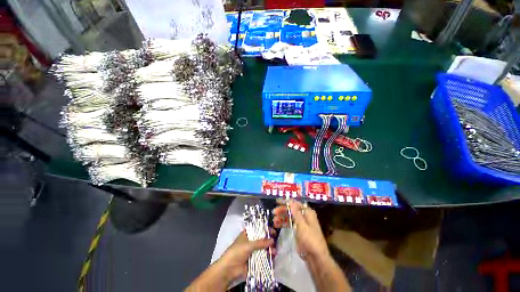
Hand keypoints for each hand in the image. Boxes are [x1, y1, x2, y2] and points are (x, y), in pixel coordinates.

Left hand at [217, 230, 275, 282]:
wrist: (229, 269)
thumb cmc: (237, 252)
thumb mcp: (249, 244)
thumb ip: (261, 242)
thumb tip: (272, 240)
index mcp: (247, 234)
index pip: (258, 229)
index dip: (265, 229)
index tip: (273, 230)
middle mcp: (250, 242)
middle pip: (261, 239)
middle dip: (268, 241)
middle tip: (275, 242)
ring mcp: (252, 252)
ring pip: (263, 249)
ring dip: (269, 250)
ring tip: (274, 252)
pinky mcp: (254, 261)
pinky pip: (262, 259)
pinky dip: (268, 258)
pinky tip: (273, 258)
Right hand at [273, 200, 328, 259]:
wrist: (316, 257)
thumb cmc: (310, 239)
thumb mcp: (302, 225)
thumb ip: (296, 212)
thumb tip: (291, 201)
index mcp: (307, 212)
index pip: (295, 204)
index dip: (286, 202)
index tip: (277, 202)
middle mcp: (305, 216)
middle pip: (292, 210)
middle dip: (283, 210)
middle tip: (274, 212)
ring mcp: (301, 223)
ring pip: (290, 217)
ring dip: (282, 217)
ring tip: (274, 220)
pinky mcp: (299, 230)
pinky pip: (290, 223)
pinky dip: (284, 223)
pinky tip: (277, 224)